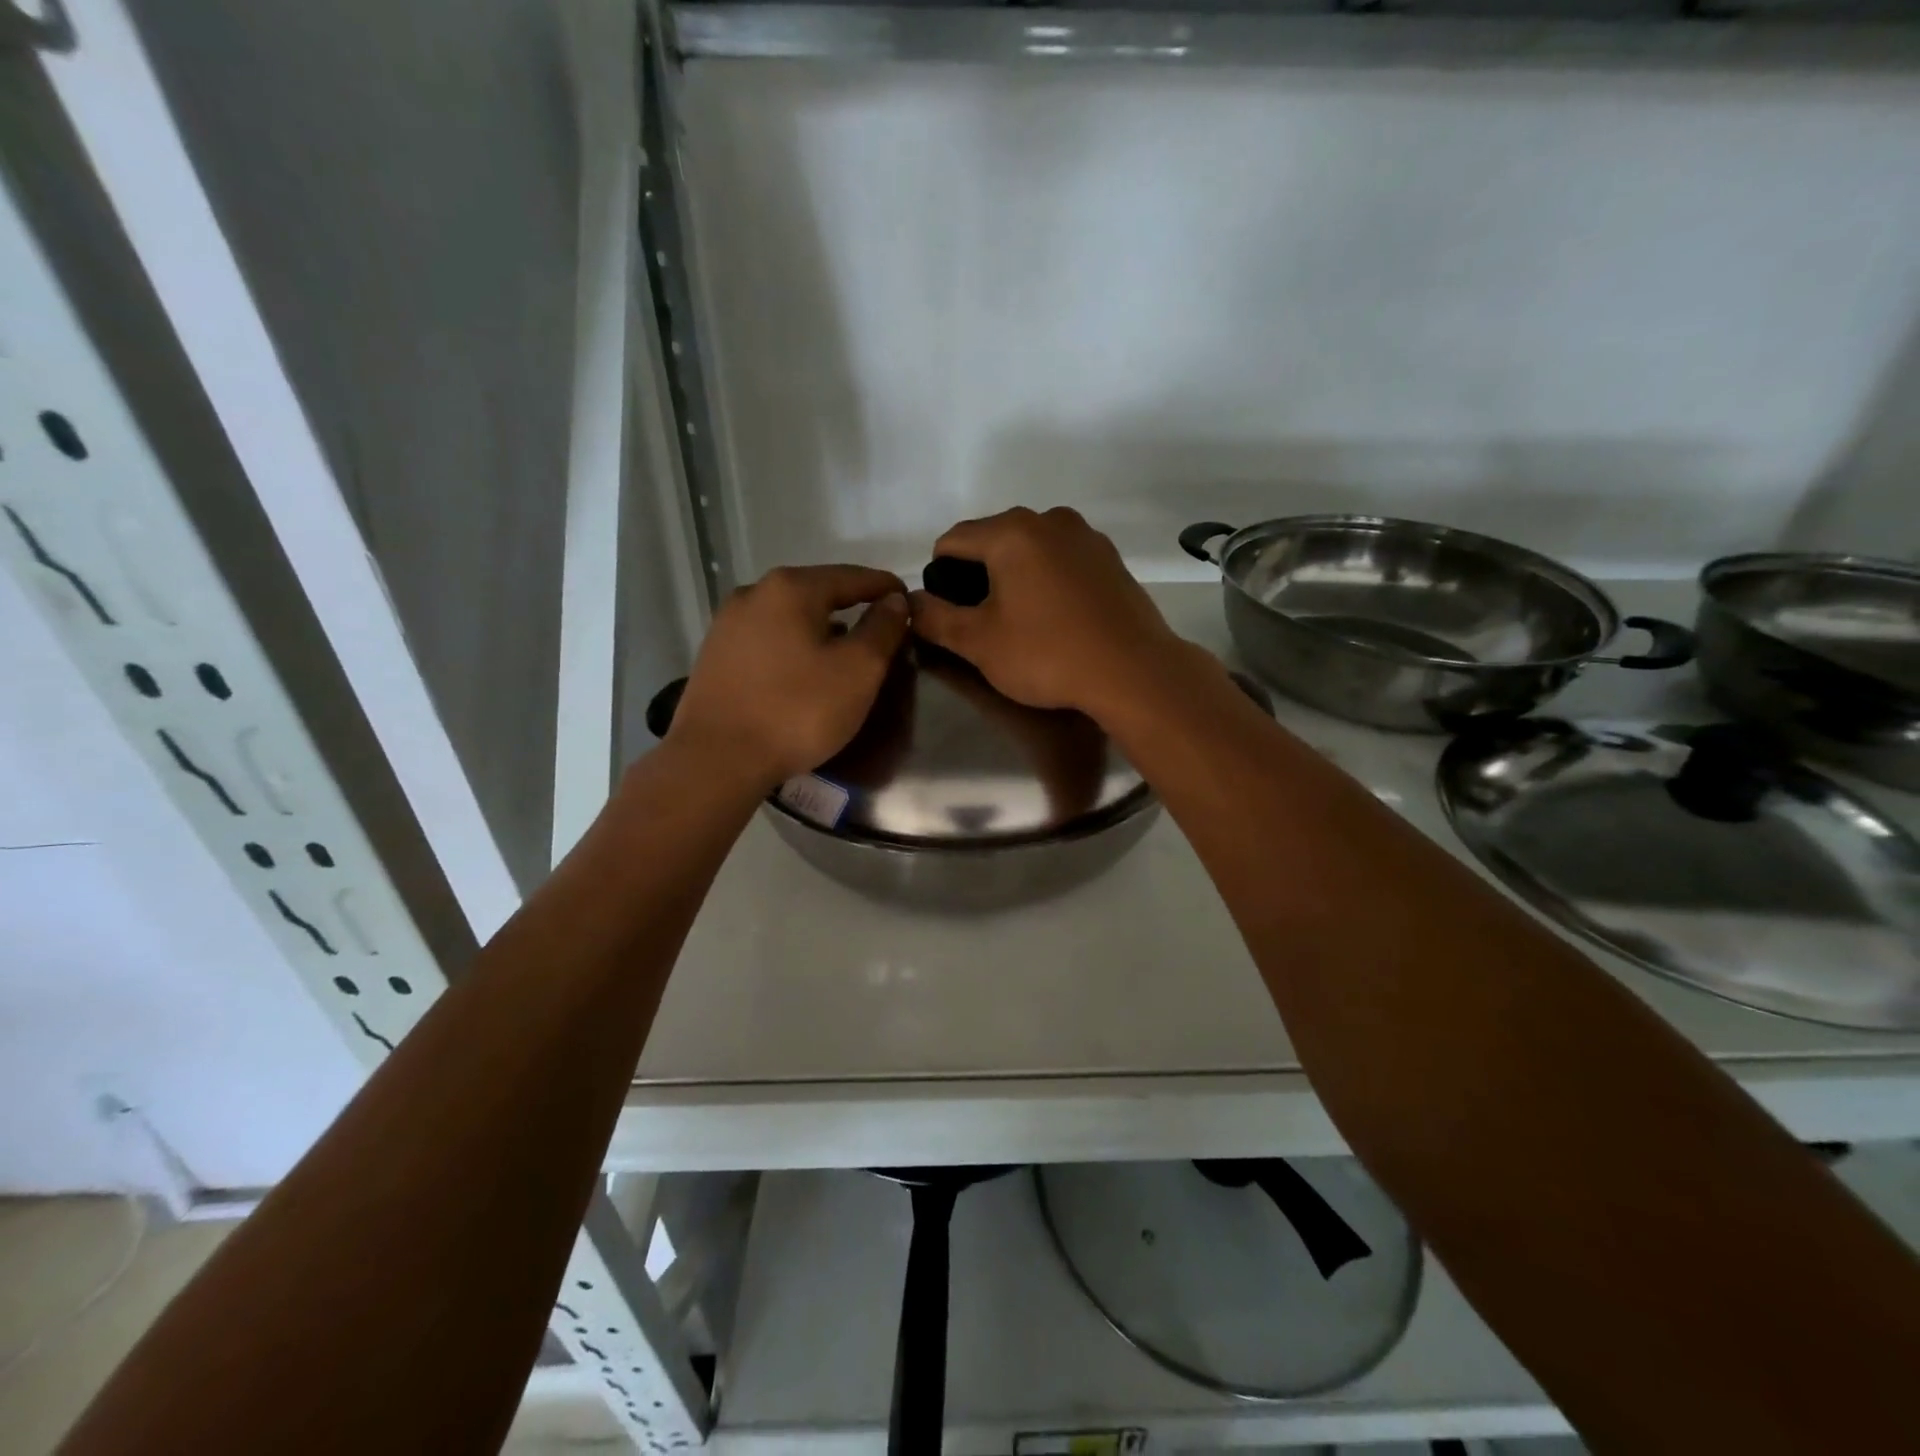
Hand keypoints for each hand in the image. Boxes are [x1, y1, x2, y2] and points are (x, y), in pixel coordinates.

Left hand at [668, 564, 908, 790]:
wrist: (717, 760)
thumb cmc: (798, 711)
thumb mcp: (858, 670)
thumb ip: (882, 629)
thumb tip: (895, 601)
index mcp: (791, 588)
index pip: (852, 577)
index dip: (885, 588)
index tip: (909, 601)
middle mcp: (754, 593)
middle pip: (817, 592)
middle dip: (851, 606)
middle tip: (880, 627)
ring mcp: (727, 624)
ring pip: (789, 616)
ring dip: (821, 628)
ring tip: (845, 650)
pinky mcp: (714, 655)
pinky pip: (768, 640)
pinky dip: (793, 646)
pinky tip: (804, 669)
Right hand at [909, 507, 1192, 718]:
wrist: (1134, 672)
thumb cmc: (1048, 655)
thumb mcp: (978, 643)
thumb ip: (935, 618)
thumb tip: (910, 602)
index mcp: (1012, 531)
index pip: (952, 540)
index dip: (939, 577)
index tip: (949, 615)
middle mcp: (1050, 519)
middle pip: (992, 539)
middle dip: (978, 575)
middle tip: (984, 623)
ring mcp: (1086, 536)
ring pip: (1030, 548)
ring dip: (1014, 576)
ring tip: (1022, 622)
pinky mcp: (1110, 558)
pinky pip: (1062, 560)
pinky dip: (1047, 579)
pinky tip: (1057, 618)